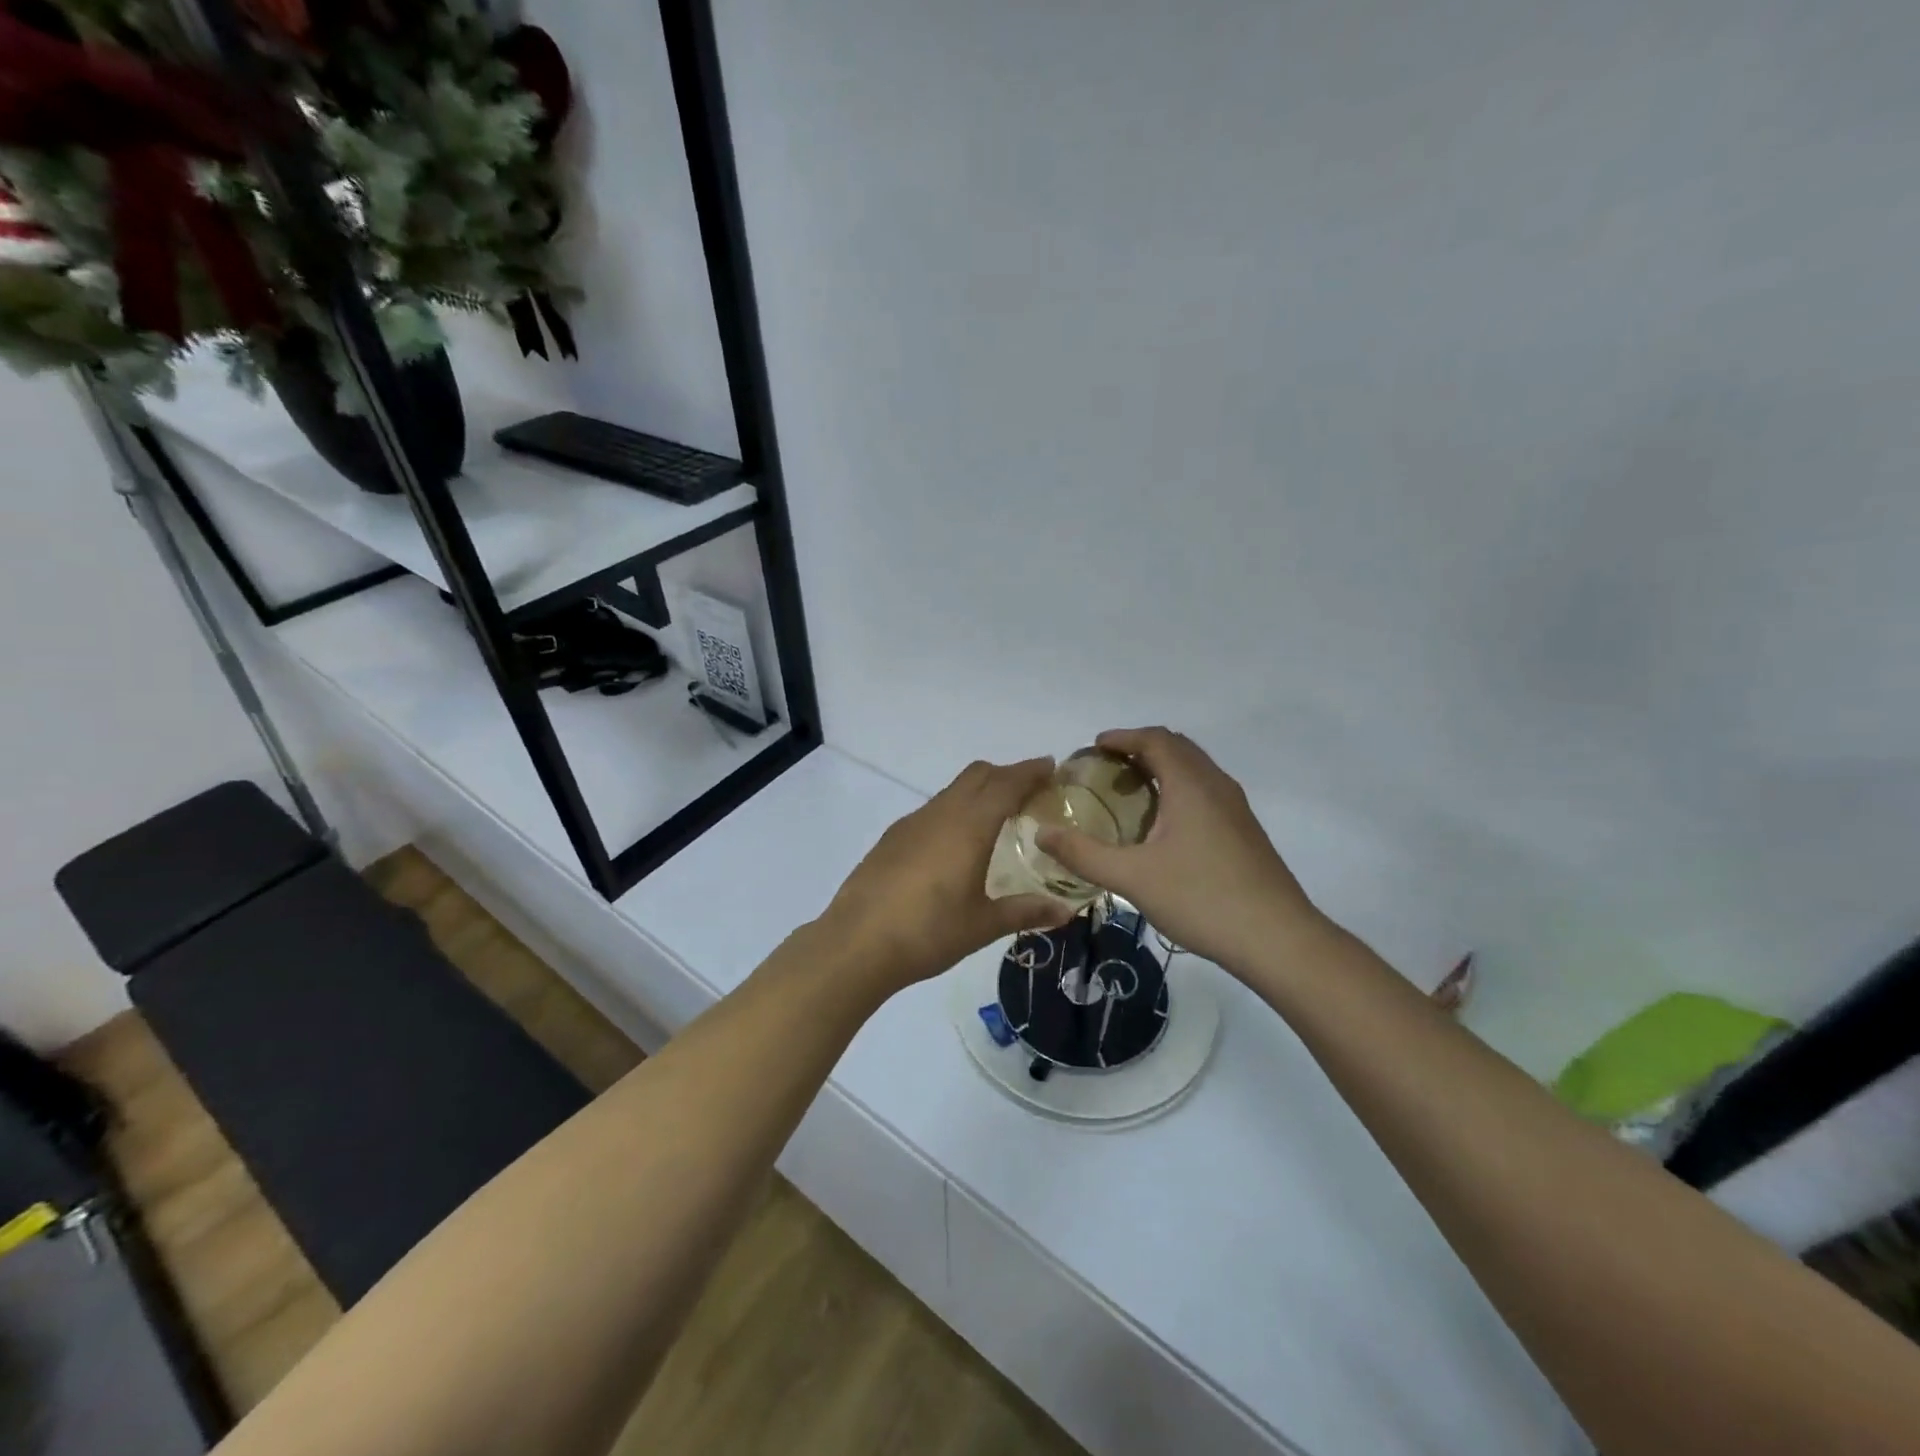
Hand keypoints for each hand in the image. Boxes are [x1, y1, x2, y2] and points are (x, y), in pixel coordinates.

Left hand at [817, 757, 1074, 997]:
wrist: (857, 943)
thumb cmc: (928, 932)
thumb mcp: (983, 925)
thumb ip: (1025, 912)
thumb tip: (1065, 912)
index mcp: (969, 826)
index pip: (1006, 784)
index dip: (1030, 772)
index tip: (1051, 767)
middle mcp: (941, 813)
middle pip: (978, 775)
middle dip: (1006, 774)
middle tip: (1030, 792)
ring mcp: (912, 823)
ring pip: (952, 791)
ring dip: (978, 792)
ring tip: (996, 818)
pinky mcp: (892, 838)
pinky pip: (932, 810)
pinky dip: (954, 810)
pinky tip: (955, 844)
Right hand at [1036, 728, 1328, 972]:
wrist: (1278, 939)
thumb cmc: (1202, 899)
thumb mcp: (1132, 878)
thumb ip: (1083, 854)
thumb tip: (1041, 833)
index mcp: (1191, 785)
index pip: (1155, 739)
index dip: (1122, 737)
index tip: (1093, 747)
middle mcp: (1217, 786)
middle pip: (1177, 748)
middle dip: (1141, 748)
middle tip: (1108, 767)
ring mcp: (1236, 809)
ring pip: (1195, 770)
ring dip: (1162, 768)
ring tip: (1131, 792)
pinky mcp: (1245, 832)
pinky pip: (1205, 792)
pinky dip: (1178, 789)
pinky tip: (1163, 827)